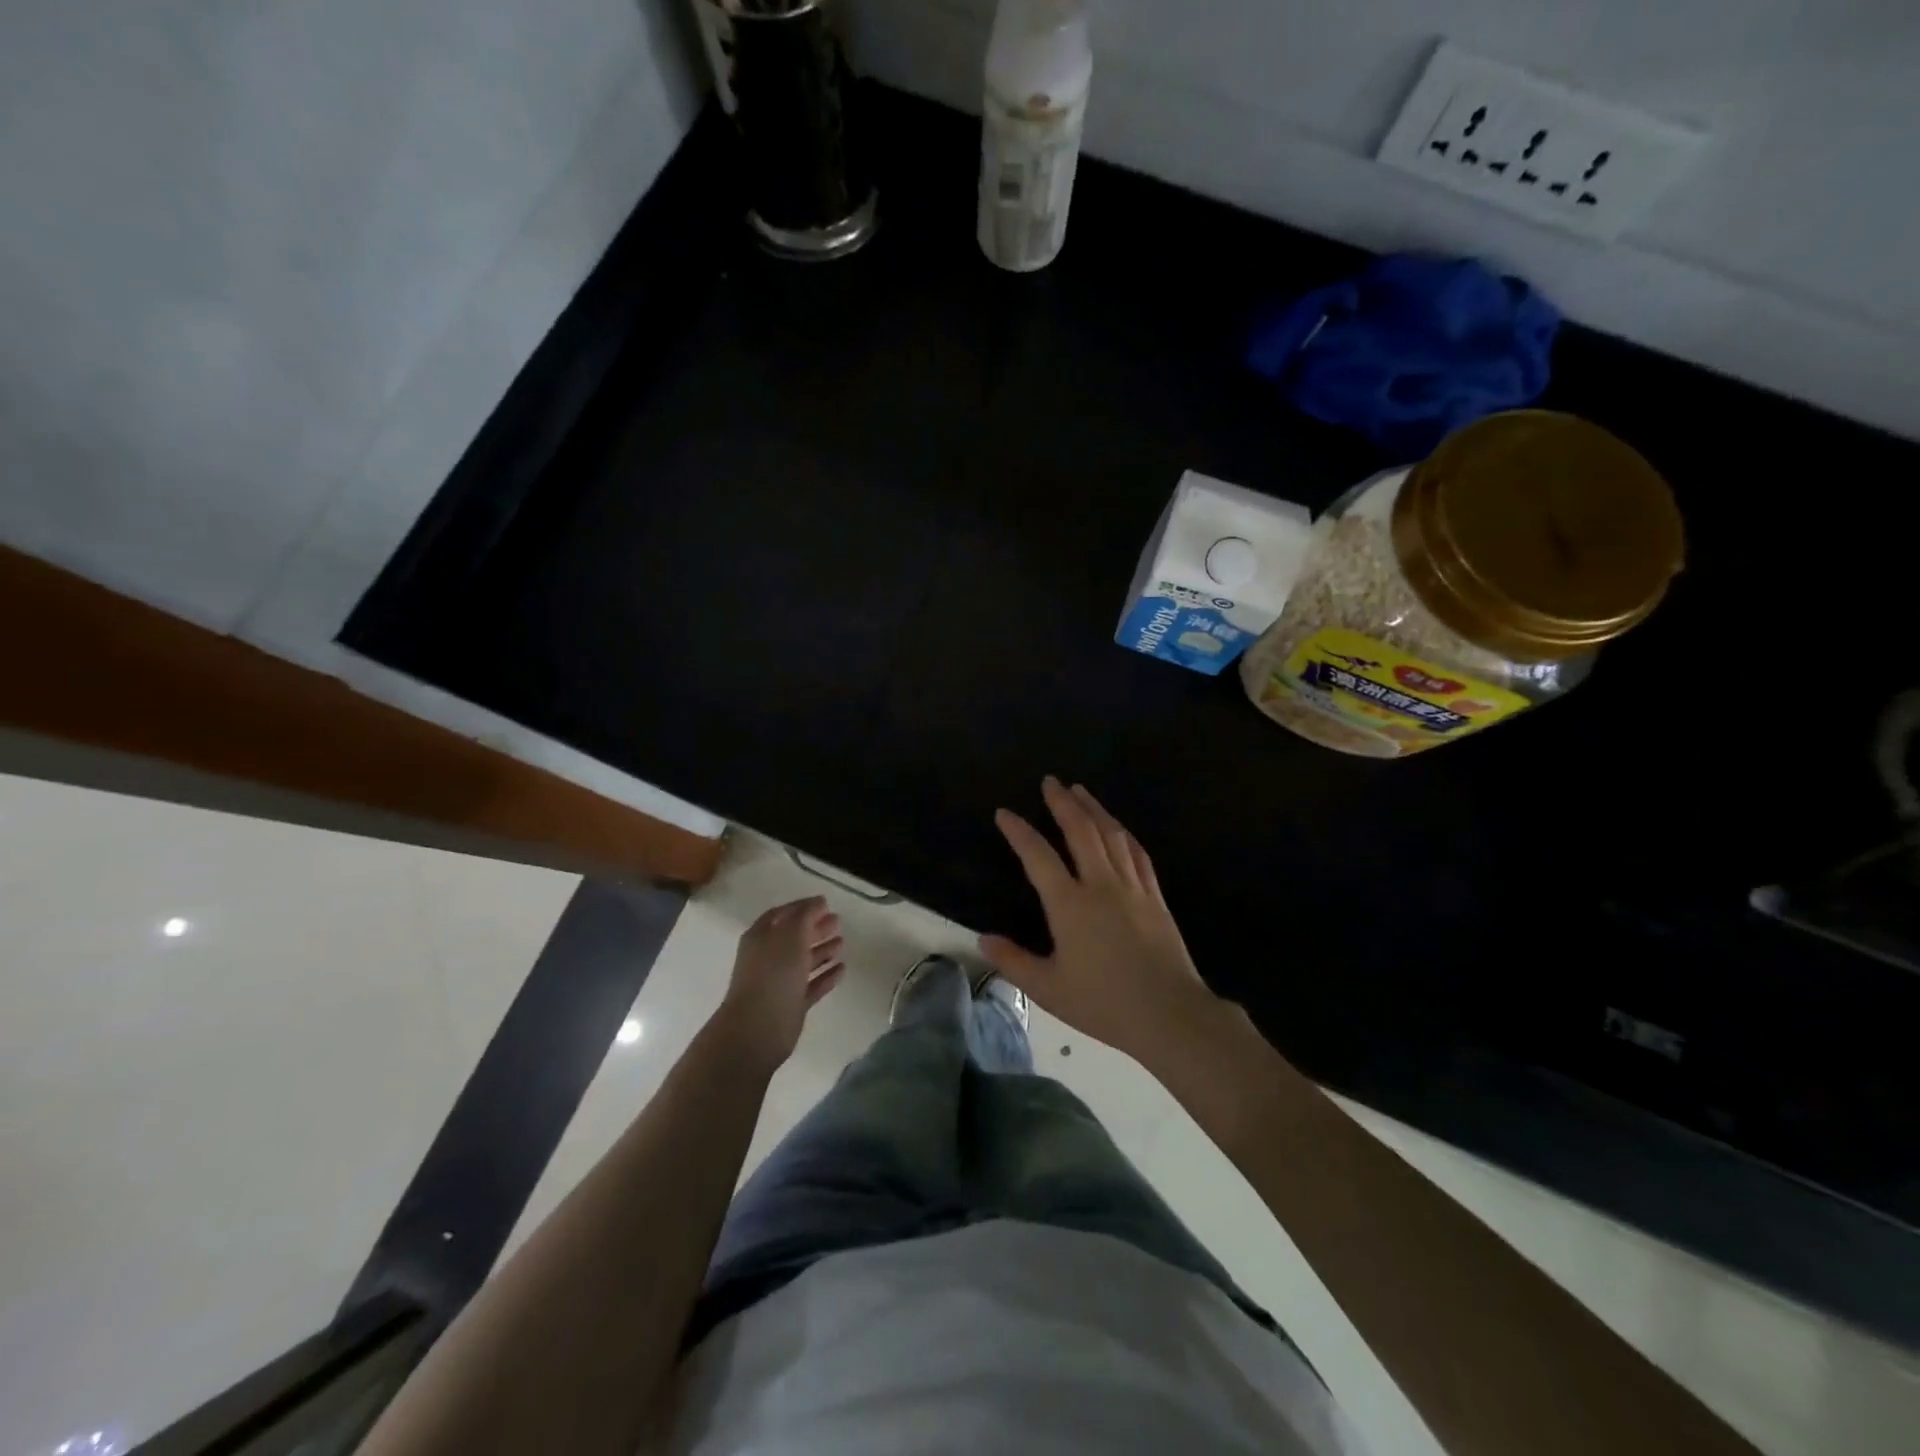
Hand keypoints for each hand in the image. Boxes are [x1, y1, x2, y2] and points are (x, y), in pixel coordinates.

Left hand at [715, 897, 845, 1071]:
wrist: (758, 1029)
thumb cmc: (773, 974)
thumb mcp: (791, 935)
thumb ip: (806, 915)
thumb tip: (818, 902)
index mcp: (761, 937)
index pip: (782, 914)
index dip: (802, 907)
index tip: (825, 903)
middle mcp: (768, 957)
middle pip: (794, 937)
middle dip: (815, 928)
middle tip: (838, 922)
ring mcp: (779, 982)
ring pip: (803, 961)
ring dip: (822, 950)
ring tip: (842, 943)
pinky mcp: (791, 1004)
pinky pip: (811, 985)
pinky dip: (826, 976)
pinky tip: (842, 969)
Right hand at [980, 777, 1218, 1064]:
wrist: (1169, 1014)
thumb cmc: (1104, 1003)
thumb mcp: (1049, 989)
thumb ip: (1013, 961)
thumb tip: (983, 939)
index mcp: (1070, 905)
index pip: (1038, 856)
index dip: (1019, 832)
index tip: (1005, 813)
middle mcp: (1101, 885)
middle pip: (1080, 831)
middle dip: (1062, 803)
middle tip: (1050, 781)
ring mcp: (1132, 887)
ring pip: (1111, 835)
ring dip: (1094, 809)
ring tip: (1080, 790)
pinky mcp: (1155, 896)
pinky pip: (1137, 854)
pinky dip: (1124, 834)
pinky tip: (1118, 827)